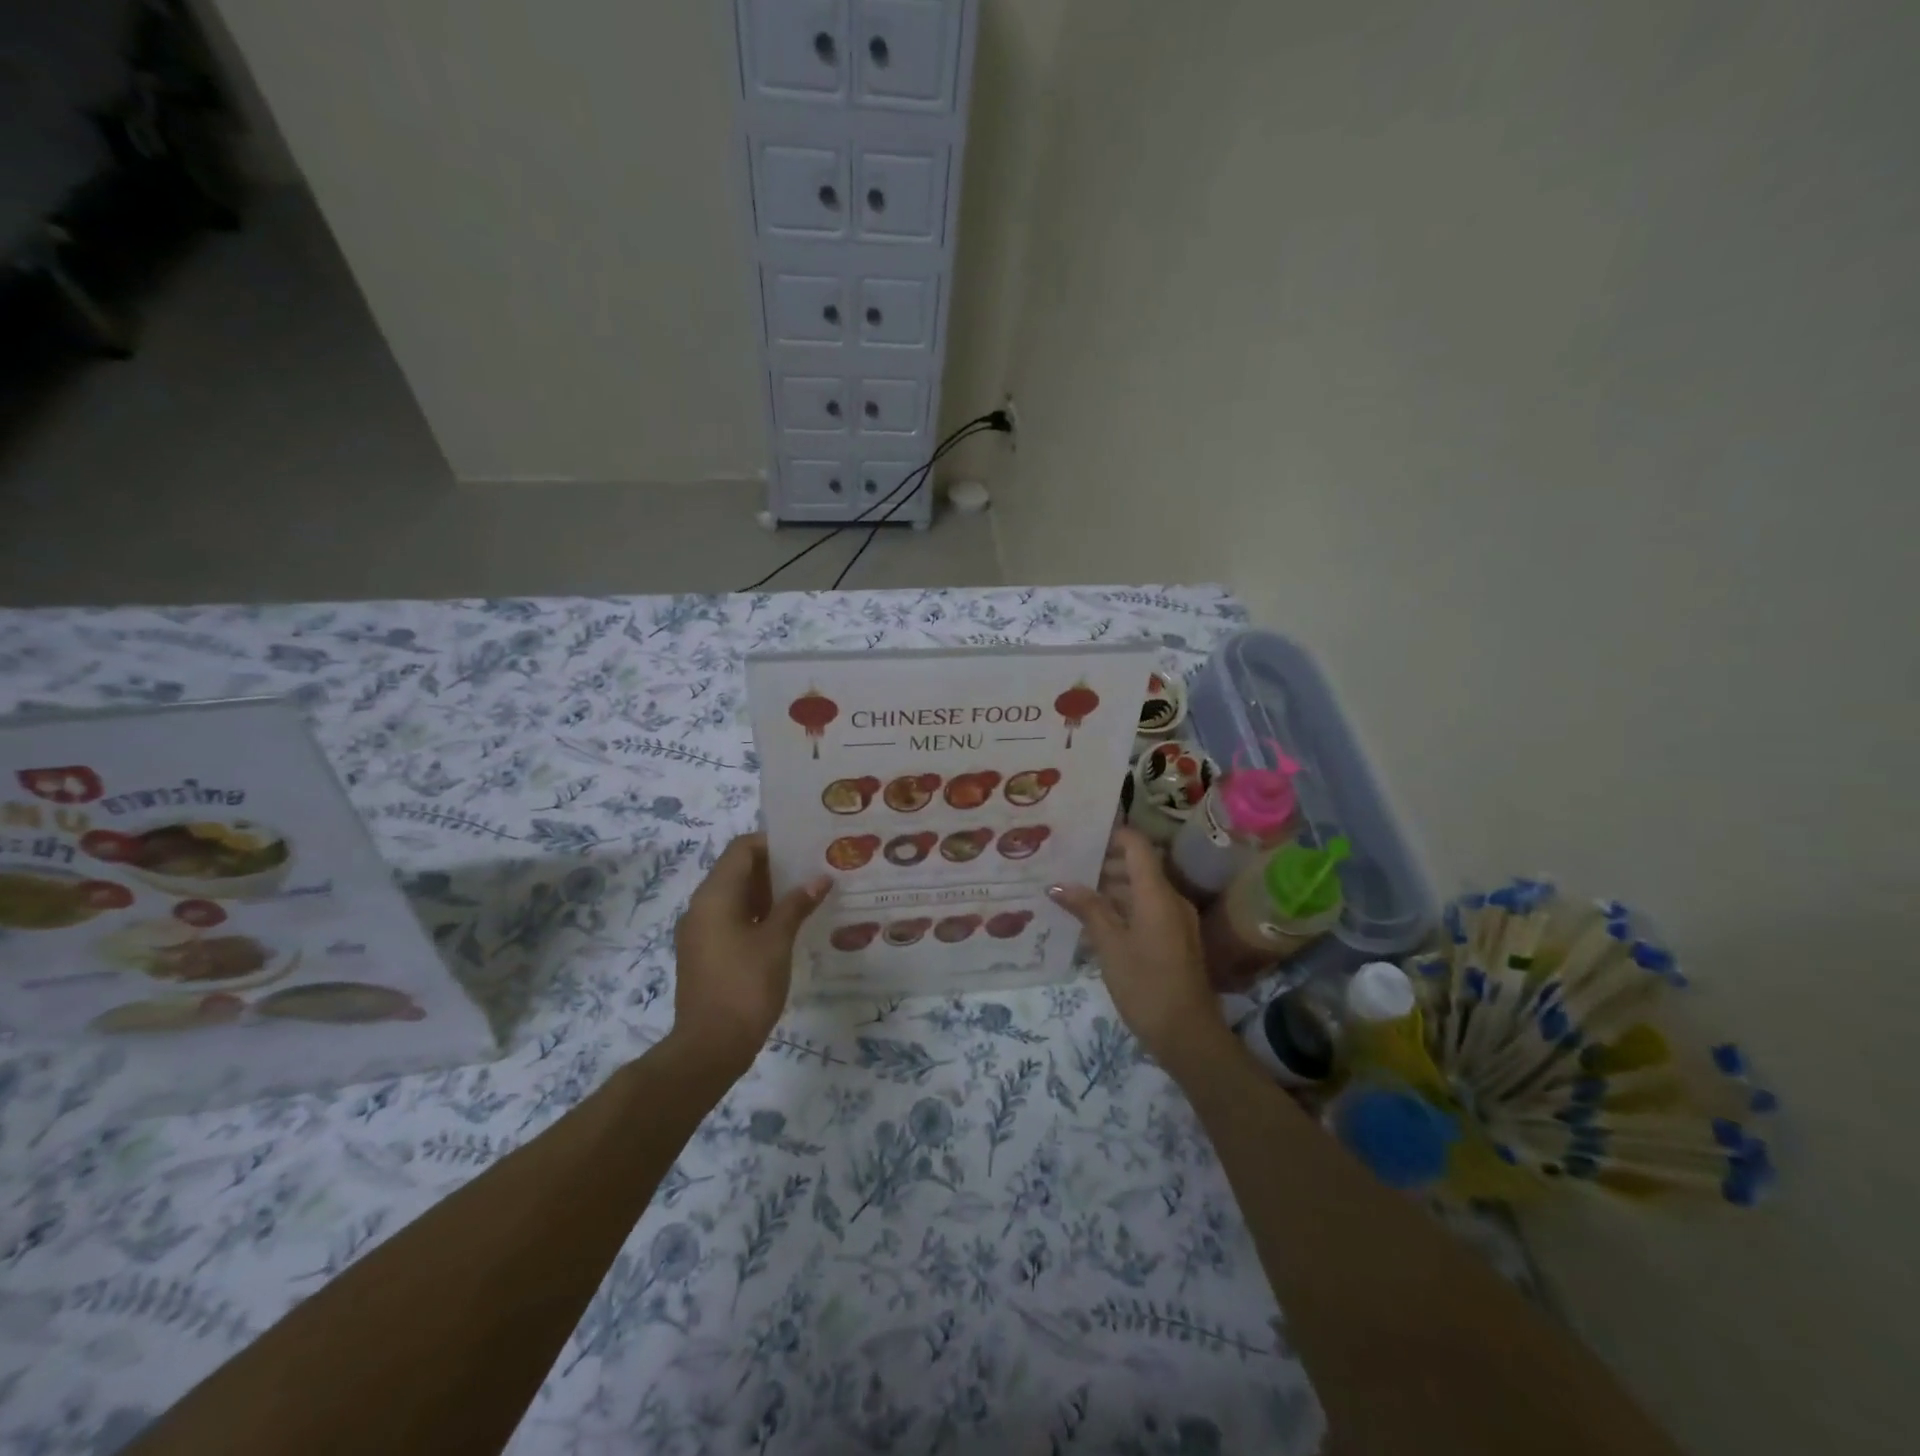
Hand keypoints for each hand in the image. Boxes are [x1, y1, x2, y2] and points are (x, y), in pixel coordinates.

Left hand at [672, 834, 829, 1067]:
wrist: (710, 1046)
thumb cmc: (745, 985)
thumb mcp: (777, 941)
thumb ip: (796, 905)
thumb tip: (819, 879)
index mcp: (715, 895)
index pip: (742, 849)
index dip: (773, 843)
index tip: (805, 850)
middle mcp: (701, 906)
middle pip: (737, 870)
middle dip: (774, 869)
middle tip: (812, 872)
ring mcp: (699, 932)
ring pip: (734, 897)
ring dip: (767, 893)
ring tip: (805, 898)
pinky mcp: (703, 954)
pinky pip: (730, 920)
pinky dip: (755, 916)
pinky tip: (786, 928)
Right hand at [1049, 827, 1226, 1073]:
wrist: (1188, 1035)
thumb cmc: (1146, 985)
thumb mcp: (1110, 946)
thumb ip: (1087, 909)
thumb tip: (1058, 885)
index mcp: (1157, 893)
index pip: (1136, 845)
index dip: (1111, 835)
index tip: (1080, 836)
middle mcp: (1171, 899)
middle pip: (1138, 867)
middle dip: (1103, 864)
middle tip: (1066, 866)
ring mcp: (1176, 921)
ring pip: (1141, 891)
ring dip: (1110, 890)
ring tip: (1072, 894)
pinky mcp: (1175, 940)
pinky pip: (1147, 911)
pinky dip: (1122, 910)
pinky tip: (1094, 924)